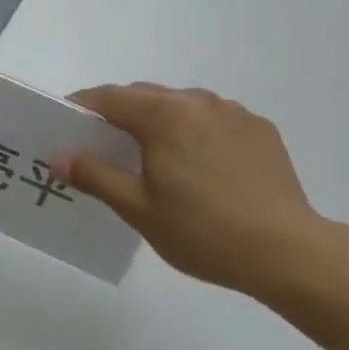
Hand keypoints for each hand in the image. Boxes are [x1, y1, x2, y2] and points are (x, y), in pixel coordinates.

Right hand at [62, 83, 348, 303]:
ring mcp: (233, 112)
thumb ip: (95, 176)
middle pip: (145, 97)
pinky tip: (202, 168)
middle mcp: (197, 101)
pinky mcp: (260, 130)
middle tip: (104, 148)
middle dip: (119, 114)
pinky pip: (214, 120)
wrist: (289, 252)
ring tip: (156, 159)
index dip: (82, 107)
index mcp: (163, 114)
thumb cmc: (204, 231)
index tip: (65, 125)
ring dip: (160, 121)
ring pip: (182, 106)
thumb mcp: (139, 209)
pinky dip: (196, 132)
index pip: (109, 98)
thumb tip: (59, 156)